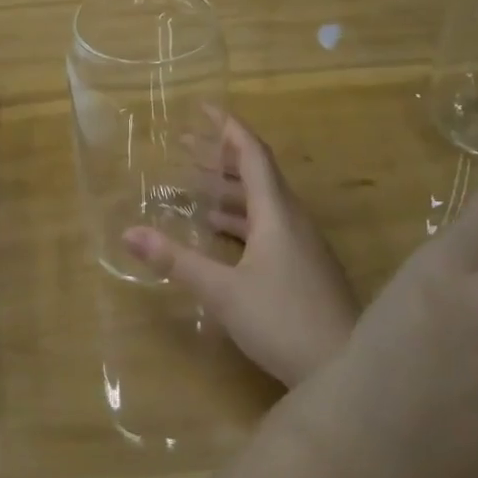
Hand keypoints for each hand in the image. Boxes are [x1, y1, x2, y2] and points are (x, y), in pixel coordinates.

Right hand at [122, 114, 358, 388]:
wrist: (349, 369)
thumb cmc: (283, 320)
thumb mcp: (222, 291)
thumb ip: (176, 260)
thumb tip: (128, 232)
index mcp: (276, 211)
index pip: (252, 153)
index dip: (227, 127)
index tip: (203, 108)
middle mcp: (292, 218)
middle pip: (256, 172)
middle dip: (220, 156)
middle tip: (184, 145)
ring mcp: (302, 243)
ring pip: (263, 200)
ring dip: (229, 188)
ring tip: (194, 185)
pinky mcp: (305, 266)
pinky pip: (269, 224)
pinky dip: (240, 217)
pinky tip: (219, 231)